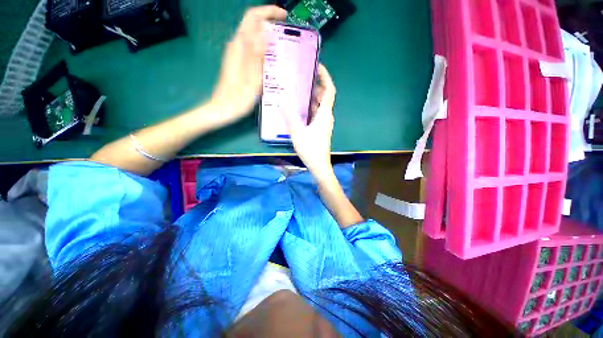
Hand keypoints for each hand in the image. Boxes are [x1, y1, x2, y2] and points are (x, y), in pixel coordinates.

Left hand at [211, 6, 286, 121]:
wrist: (223, 109)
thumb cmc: (238, 99)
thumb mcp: (252, 80)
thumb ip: (258, 56)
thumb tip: (265, 33)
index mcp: (240, 47)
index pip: (253, 18)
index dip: (268, 12)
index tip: (284, 17)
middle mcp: (236, 46)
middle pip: (252, 23)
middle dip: (269, 21)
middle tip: (286, 31)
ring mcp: (235, 54)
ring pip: (252, 35)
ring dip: (267, 34)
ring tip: (282, 44)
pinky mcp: (237, 62)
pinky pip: (251, 47)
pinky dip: (263, 46)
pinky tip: (271, 57)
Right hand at [284, 64, 335, 180]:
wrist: (319, 166)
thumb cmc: (310, 149)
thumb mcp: (297, 131)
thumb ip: (289, 114)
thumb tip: (282, 96)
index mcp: (324, 114)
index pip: (330, 90)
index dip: (326, 77)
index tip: (317, 66)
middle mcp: (327, 117)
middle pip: (324, 97)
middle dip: (315, 86)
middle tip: (302, 78)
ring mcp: (324, 124)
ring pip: (320, 106)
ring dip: (311, 98)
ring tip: (298, 91)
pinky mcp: (320, 130)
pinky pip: (316, 114)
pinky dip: (310, 108)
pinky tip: (299, 109)